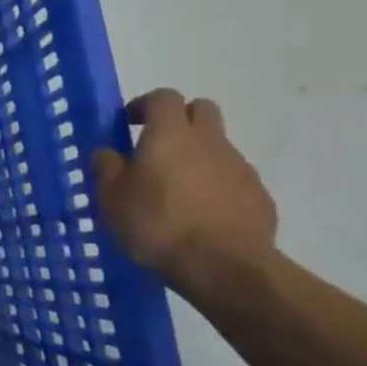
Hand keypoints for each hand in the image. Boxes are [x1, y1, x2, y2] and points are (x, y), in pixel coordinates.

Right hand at [92, 89, 276, 285]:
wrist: (224, 268)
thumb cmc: (157, 225)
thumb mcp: (111, 198)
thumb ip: (107, 168)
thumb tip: (107, 152)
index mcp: (170, 134)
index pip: (163, 97)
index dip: (145, 105)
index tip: (129, 124)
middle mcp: (209, 141)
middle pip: (201, 110)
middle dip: (180, 120)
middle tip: (158, 147)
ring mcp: (240, 168)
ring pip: (218, 147)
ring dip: (198, 158)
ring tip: (178, 192)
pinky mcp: (259, 196)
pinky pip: (234, 180)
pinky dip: (218, 188)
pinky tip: (203, 216)